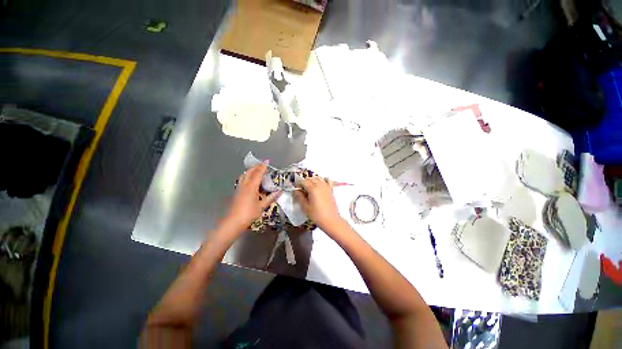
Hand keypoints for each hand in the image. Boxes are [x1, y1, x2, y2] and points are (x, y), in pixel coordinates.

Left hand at [223, 164, 280, 232]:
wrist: (234, 221)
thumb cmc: (249, 213)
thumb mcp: (262, 206)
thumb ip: (271, 197)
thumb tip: (280, 191)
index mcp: (251, 187)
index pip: (258, 174)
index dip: (263, 167)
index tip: (267, 161)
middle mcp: (244, 185)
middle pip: (249, 172)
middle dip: (256, 167)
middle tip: (262, 164)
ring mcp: (239, 188)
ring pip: (244, 175)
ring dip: (250, 171)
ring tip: (256, 170)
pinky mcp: (237, 192)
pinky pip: (242, 180)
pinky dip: (247, 176)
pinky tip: (250, 180)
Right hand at [293, 177, 345, 232]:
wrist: (331, 220)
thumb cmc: (317, 215)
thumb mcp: (305, 207)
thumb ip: (299, 197)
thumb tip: (295, 191)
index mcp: (313, 189)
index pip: (303, 181)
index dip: (298, 184)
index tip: (296, 189)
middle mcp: (320, 185)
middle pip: (310, 178)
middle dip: (304, 182)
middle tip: (301, 190)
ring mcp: (326, 186)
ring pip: (318, 178)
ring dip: (312, 180)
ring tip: (309, 188)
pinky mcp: (331, 189)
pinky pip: (327, 180)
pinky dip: (323, 180)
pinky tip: (320, 185)